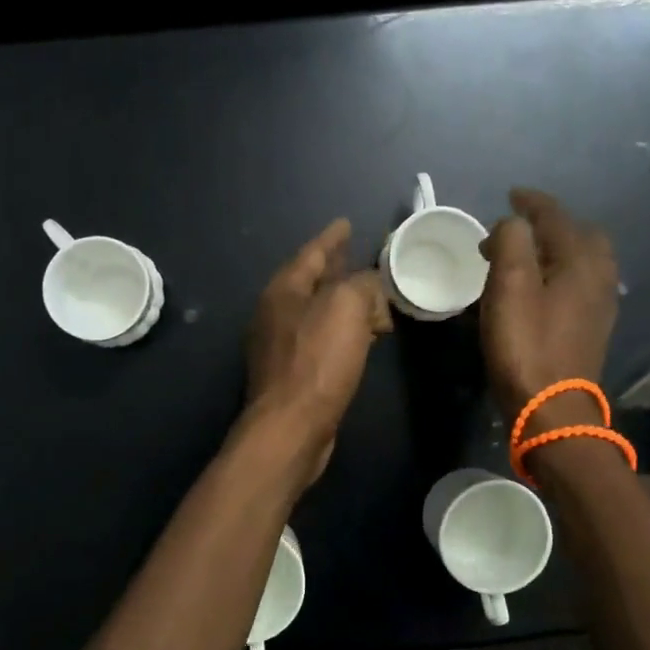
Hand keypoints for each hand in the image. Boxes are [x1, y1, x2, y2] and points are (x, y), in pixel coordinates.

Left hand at [246, 218, 391, 478]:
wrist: (291, 426)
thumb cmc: (317, 361)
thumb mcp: (346, 307)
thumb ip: (362, 284)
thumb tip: (370, 287)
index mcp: (284, 290)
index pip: (312, 253)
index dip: (332, 238)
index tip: (347, 223)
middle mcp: (277, 313)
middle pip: (312, 281)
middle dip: (337, 268)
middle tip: (361, 256)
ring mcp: (282, 345)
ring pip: (319, 311)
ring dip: (344, 302)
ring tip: (372, 296)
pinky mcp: (294, 372)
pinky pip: (323, 338)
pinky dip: (344, 330)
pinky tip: (362, 336)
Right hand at [479, 189, 619, 423]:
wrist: (552, 409)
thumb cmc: (527, 344)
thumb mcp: (510, 285)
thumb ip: (511, 241)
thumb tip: (511, 225)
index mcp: (582, 260)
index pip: (556, 216)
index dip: (531, 202)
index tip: (510, 195)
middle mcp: (600, 276)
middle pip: (580, 234)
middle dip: (550, 224)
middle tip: (518, 228)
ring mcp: (600, 304)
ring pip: (582, 260)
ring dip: (554, 249)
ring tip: (523, 257)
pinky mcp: (592, 328)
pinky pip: (579, 284)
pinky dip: (558, 273)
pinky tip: (539, 288)